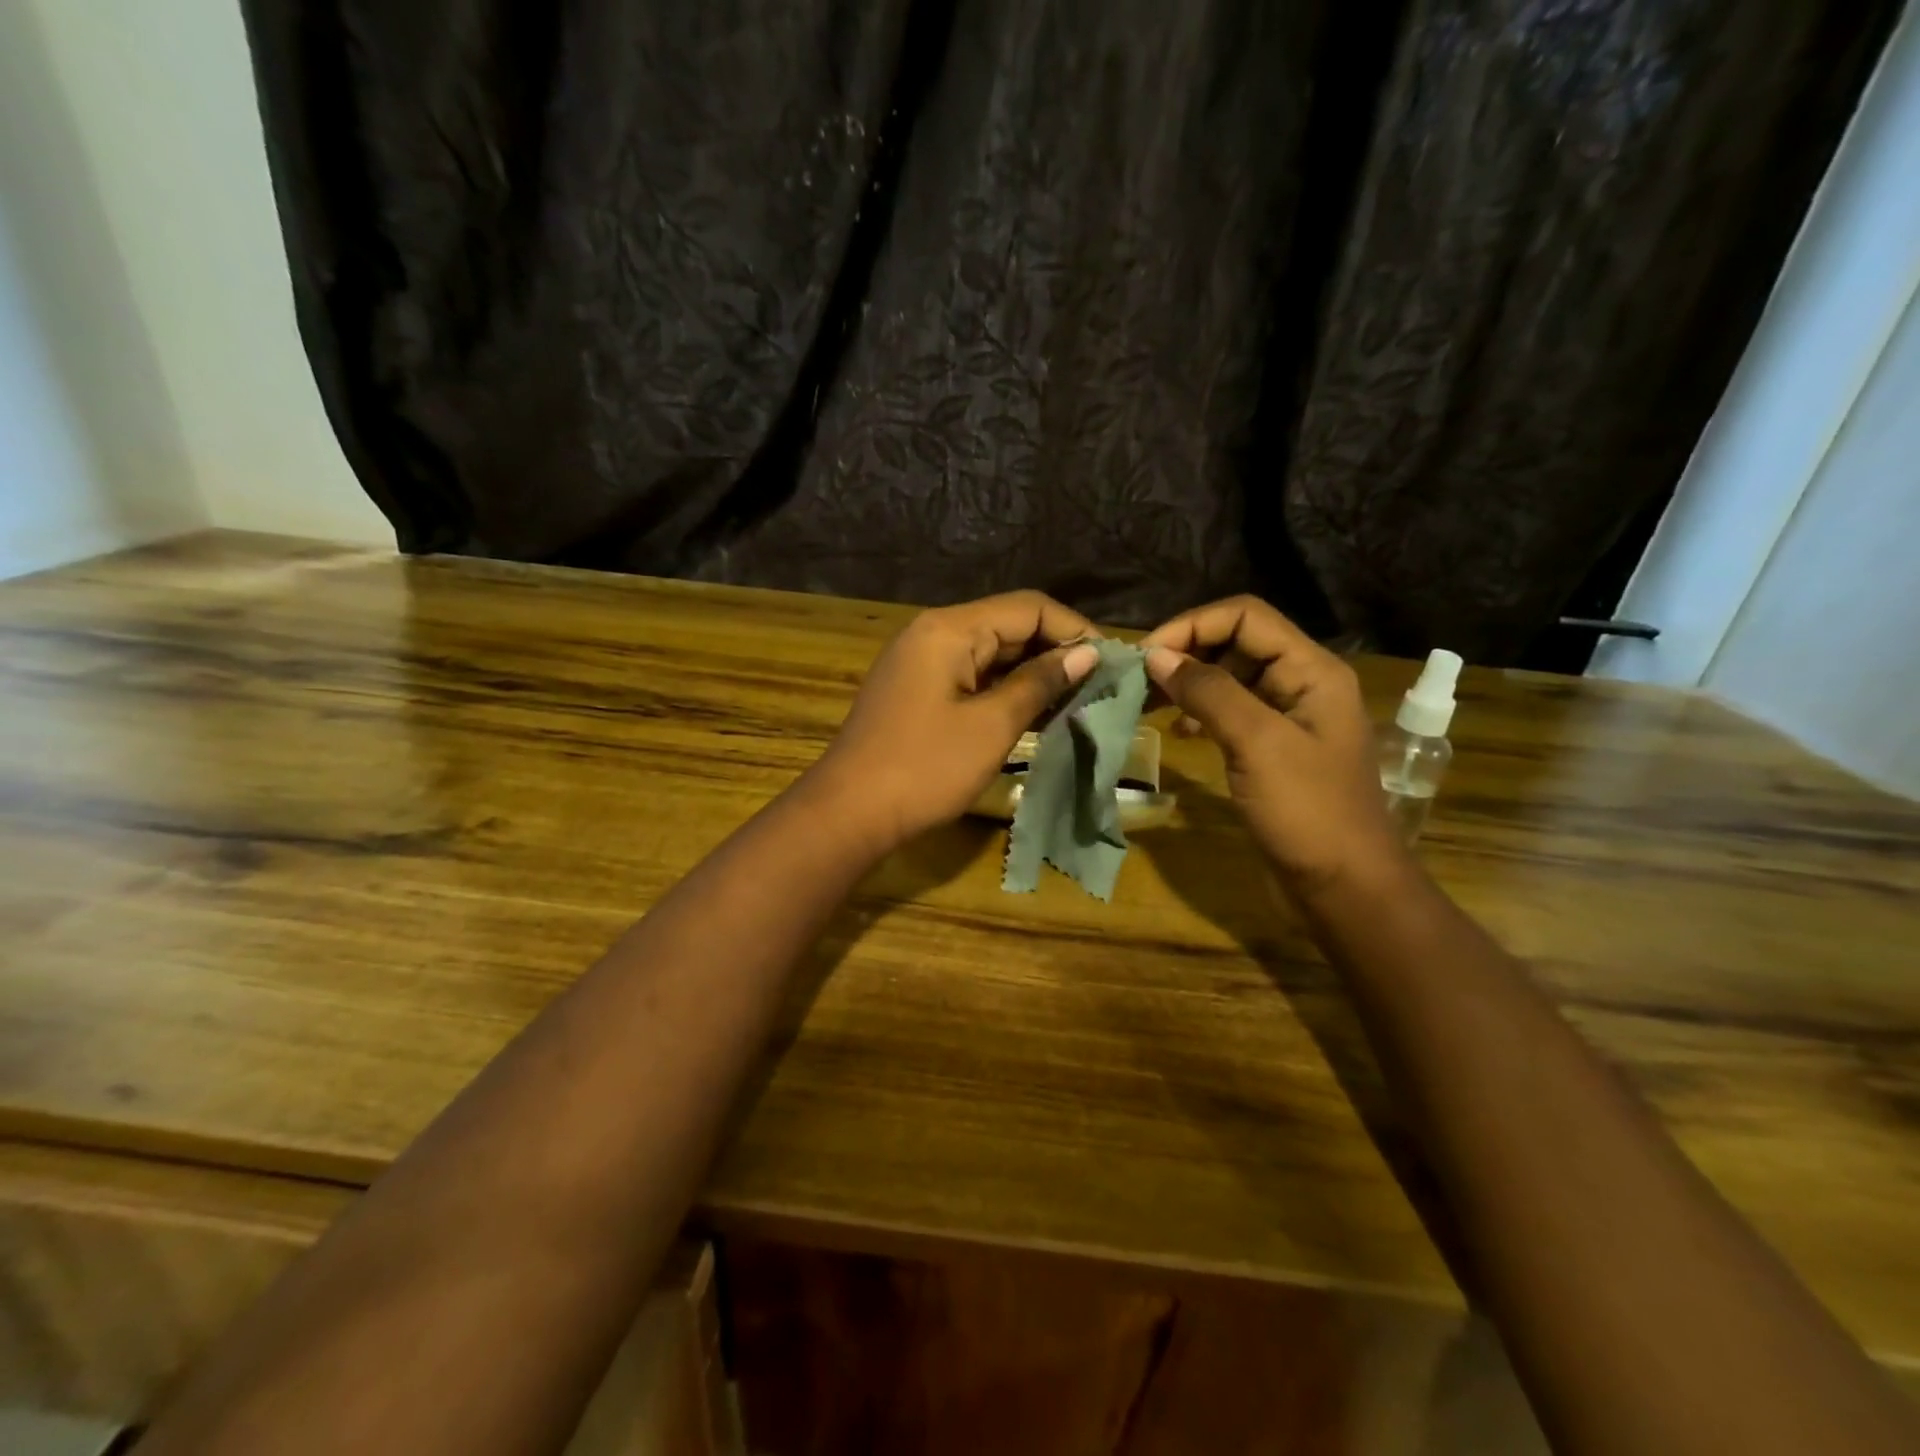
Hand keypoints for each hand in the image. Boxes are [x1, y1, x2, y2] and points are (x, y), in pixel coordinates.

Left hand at [806, 592, 1099, 853]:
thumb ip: (1039, 684)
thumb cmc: (925, 768)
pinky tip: (1035, 712)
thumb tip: (1087, 655)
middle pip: (1008, 626)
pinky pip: (971, 677)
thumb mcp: (991, 726)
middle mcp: (934, 633)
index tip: (1112, 662)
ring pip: (991, 654)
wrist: (848, 813)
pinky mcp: (917, 691)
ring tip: (1077, 699)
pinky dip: (1004, 690)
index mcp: (950, 629)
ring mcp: (921, 662)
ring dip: (1032, 673)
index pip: (1028, 607)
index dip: (1074, 630)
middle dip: (1056, 651)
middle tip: (1100, 685)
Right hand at [1143, 596, 1404, 899]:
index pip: (1244, 617)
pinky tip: (1179, 732)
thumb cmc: (1308, 812)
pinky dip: (1200, 712)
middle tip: (1138, 679)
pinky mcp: (1271, 748)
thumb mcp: (1257, 744)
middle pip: (1236, 642)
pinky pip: (1230, 712)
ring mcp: (1287, 717)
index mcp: (1311, 670)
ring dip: (1188, 682)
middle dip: (1186, 652)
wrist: (1344, 887)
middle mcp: (1301, 683)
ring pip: (1229, 677)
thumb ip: (1209, 692)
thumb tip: (1156, 655)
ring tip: (1148, 701)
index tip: (1145, 656)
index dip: (1192, 626)